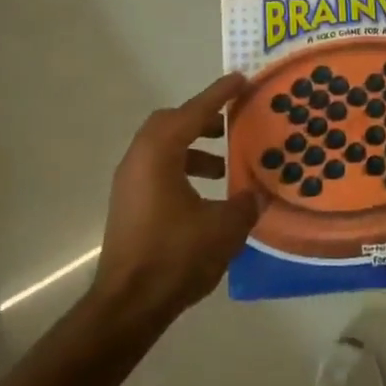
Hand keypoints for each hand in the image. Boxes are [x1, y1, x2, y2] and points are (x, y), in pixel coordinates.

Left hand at [89, 73, 265, 324]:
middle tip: (231, 124)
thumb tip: (258, 193)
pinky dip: (182, 168)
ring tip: (224, 166)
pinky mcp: (129, 204)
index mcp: (160, 153)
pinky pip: (157, 168)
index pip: (194, 112)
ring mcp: (129, 182)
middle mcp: (139, 159)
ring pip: (162, 147)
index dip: (219, 95)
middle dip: (202, 119)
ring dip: (193, 147)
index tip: (241, 80)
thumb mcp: (223, 228)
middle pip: (170, 123)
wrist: (127, 306)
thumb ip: (245, 203)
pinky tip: (205, 195)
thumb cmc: (175, 257)